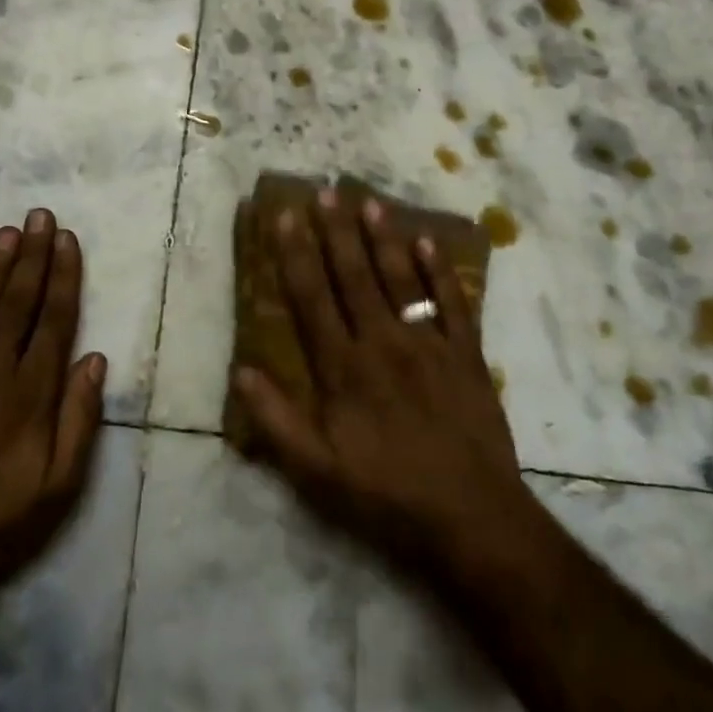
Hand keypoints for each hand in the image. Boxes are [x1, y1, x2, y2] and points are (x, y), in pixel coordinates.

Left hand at [0, 210, 106, 601]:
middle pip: (16, 301)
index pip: (53, 319)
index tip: (68, 240)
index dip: (63, 276)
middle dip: (32, 255)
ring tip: (9, 231)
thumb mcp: (59, 486)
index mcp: (30, 394)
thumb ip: (79, 419)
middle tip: (40, 216)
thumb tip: (94, 359)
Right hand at [234, 188, 532, 577]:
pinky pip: (453, 304)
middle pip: (353, 276)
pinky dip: (441, 272)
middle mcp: (382, 343)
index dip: (295, 255)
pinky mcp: (466, 357)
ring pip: (400, 280)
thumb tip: (241, 370)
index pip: (311, 298)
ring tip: (370, 201)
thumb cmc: (386, 495)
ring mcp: (428, 346)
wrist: (472, 520)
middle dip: (336, 231)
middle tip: (325, 191)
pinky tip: (428, 242)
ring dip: (383, 238)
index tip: (285, 216)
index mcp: (343, 368)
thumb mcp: (316, 472)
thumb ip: (276, 420)